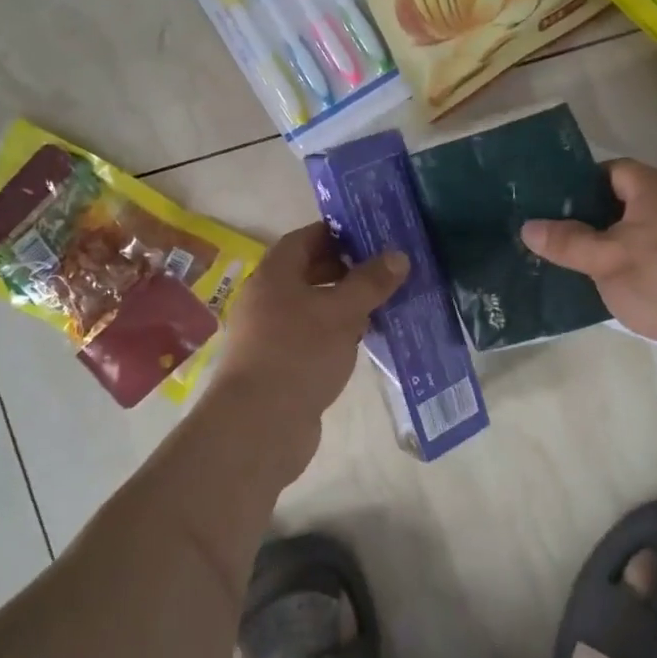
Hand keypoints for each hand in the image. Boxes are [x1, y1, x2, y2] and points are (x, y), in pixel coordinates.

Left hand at [211, 223, 407, 464]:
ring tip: (381, 304)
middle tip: (383, 270)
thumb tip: (397, 255)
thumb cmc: (298, 354)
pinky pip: (311, 336)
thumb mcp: (342, 313)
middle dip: (345, 269)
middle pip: (307, 272)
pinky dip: (335, 332)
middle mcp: (266, 299)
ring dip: (343, 304)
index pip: (304, 239)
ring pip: (311, 307)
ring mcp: (269, 334)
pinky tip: (361, 341)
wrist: (258, 424)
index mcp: (274, 275)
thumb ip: (370, 283)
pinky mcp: (278, 365)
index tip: (370, 235)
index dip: (336, 233)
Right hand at [522, 160, 656, 378]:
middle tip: (563, 238)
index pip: (613, 169)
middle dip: (597, 218)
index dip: (582, 184)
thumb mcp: (605, 260)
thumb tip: (527, 226)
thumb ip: (566, 241)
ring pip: (648, 229)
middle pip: (630, 199)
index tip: (555, 206)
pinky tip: (625, 287)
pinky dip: (644, 264)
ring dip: (620, 244)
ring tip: (586, 265)